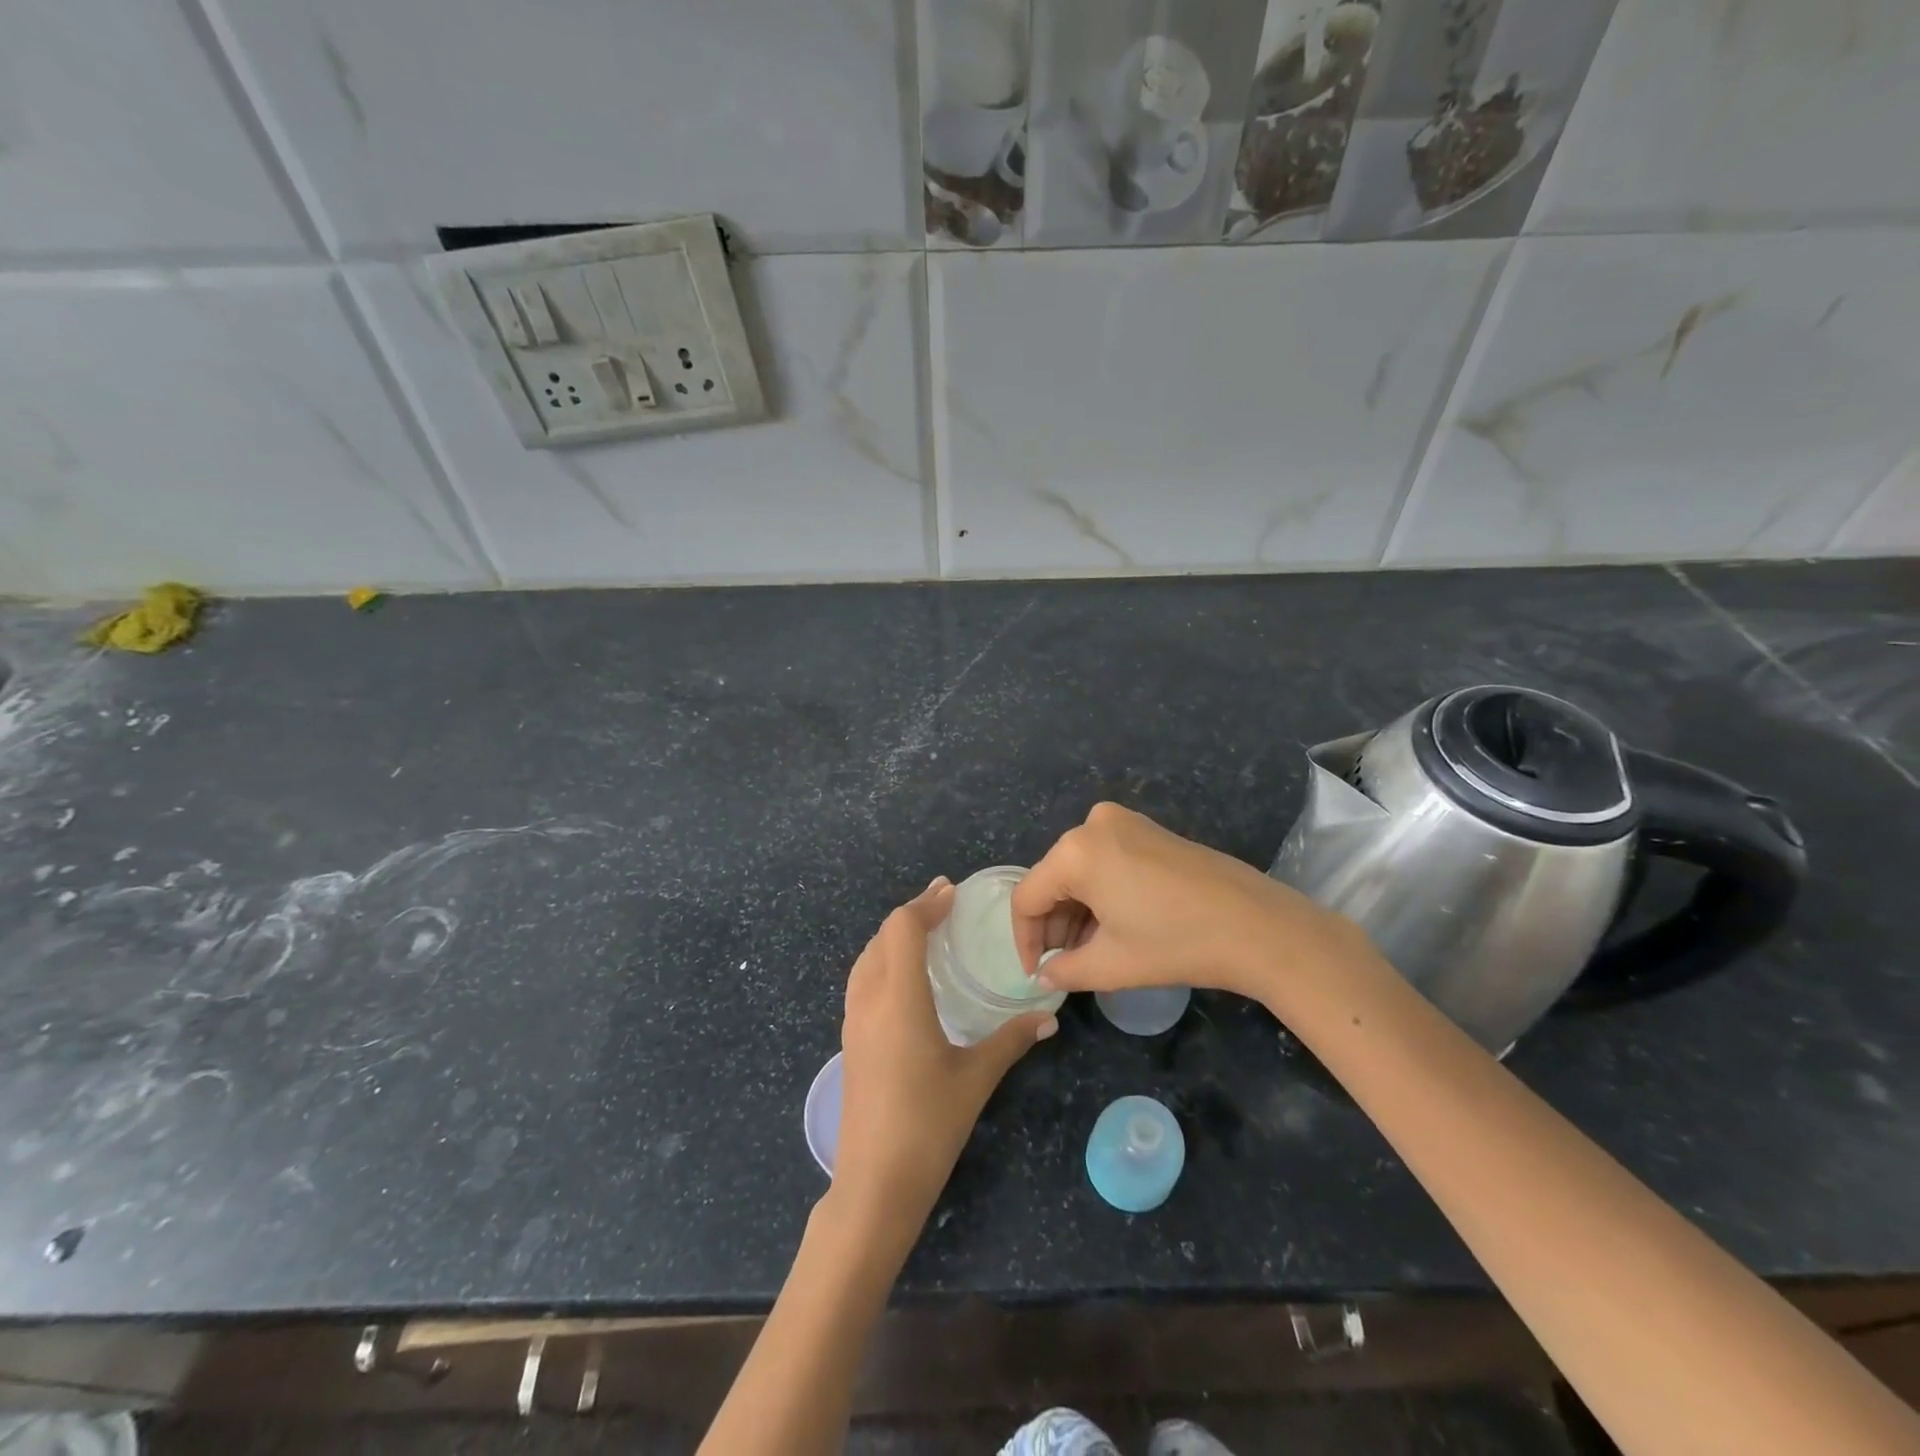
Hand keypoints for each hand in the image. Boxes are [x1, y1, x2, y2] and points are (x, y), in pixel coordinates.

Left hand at [832, 878, 1057, 1246]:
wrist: (874, 1183)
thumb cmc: (929, 1124)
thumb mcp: (976, 1077)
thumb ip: (1011, 1039)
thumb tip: (1049, 1015)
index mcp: (898, 998)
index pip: (903, 928)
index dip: (926, 903)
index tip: (952, 892)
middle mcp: (869, 1000)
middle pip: (882, 936)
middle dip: (912, 914)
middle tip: (945, 906)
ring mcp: (852, 1020)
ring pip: (867, 957)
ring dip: (894, 937)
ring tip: (926, 934)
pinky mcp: (849, 1040)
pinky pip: (862, 980)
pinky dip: (883, 961)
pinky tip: (906, 979)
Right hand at [1011, 803, 1366, 1005]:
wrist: (1257, 925)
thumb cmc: (1176, 943)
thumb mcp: (1111, 964)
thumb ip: (1065, 970)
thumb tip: (1045, 974)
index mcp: (1075, 852)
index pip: (1028, 897)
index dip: (1025, 940)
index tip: (1036, 974)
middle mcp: (1092, 825)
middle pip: (1053, 880)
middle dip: (1053, 925)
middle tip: (1062, 965)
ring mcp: (1124, 822)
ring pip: (1079, 871)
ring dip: (1077, 912)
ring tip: (1088, 952)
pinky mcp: (1148, 830)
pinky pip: (1105, 861)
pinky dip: (1100, 893)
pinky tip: (1113, 927)